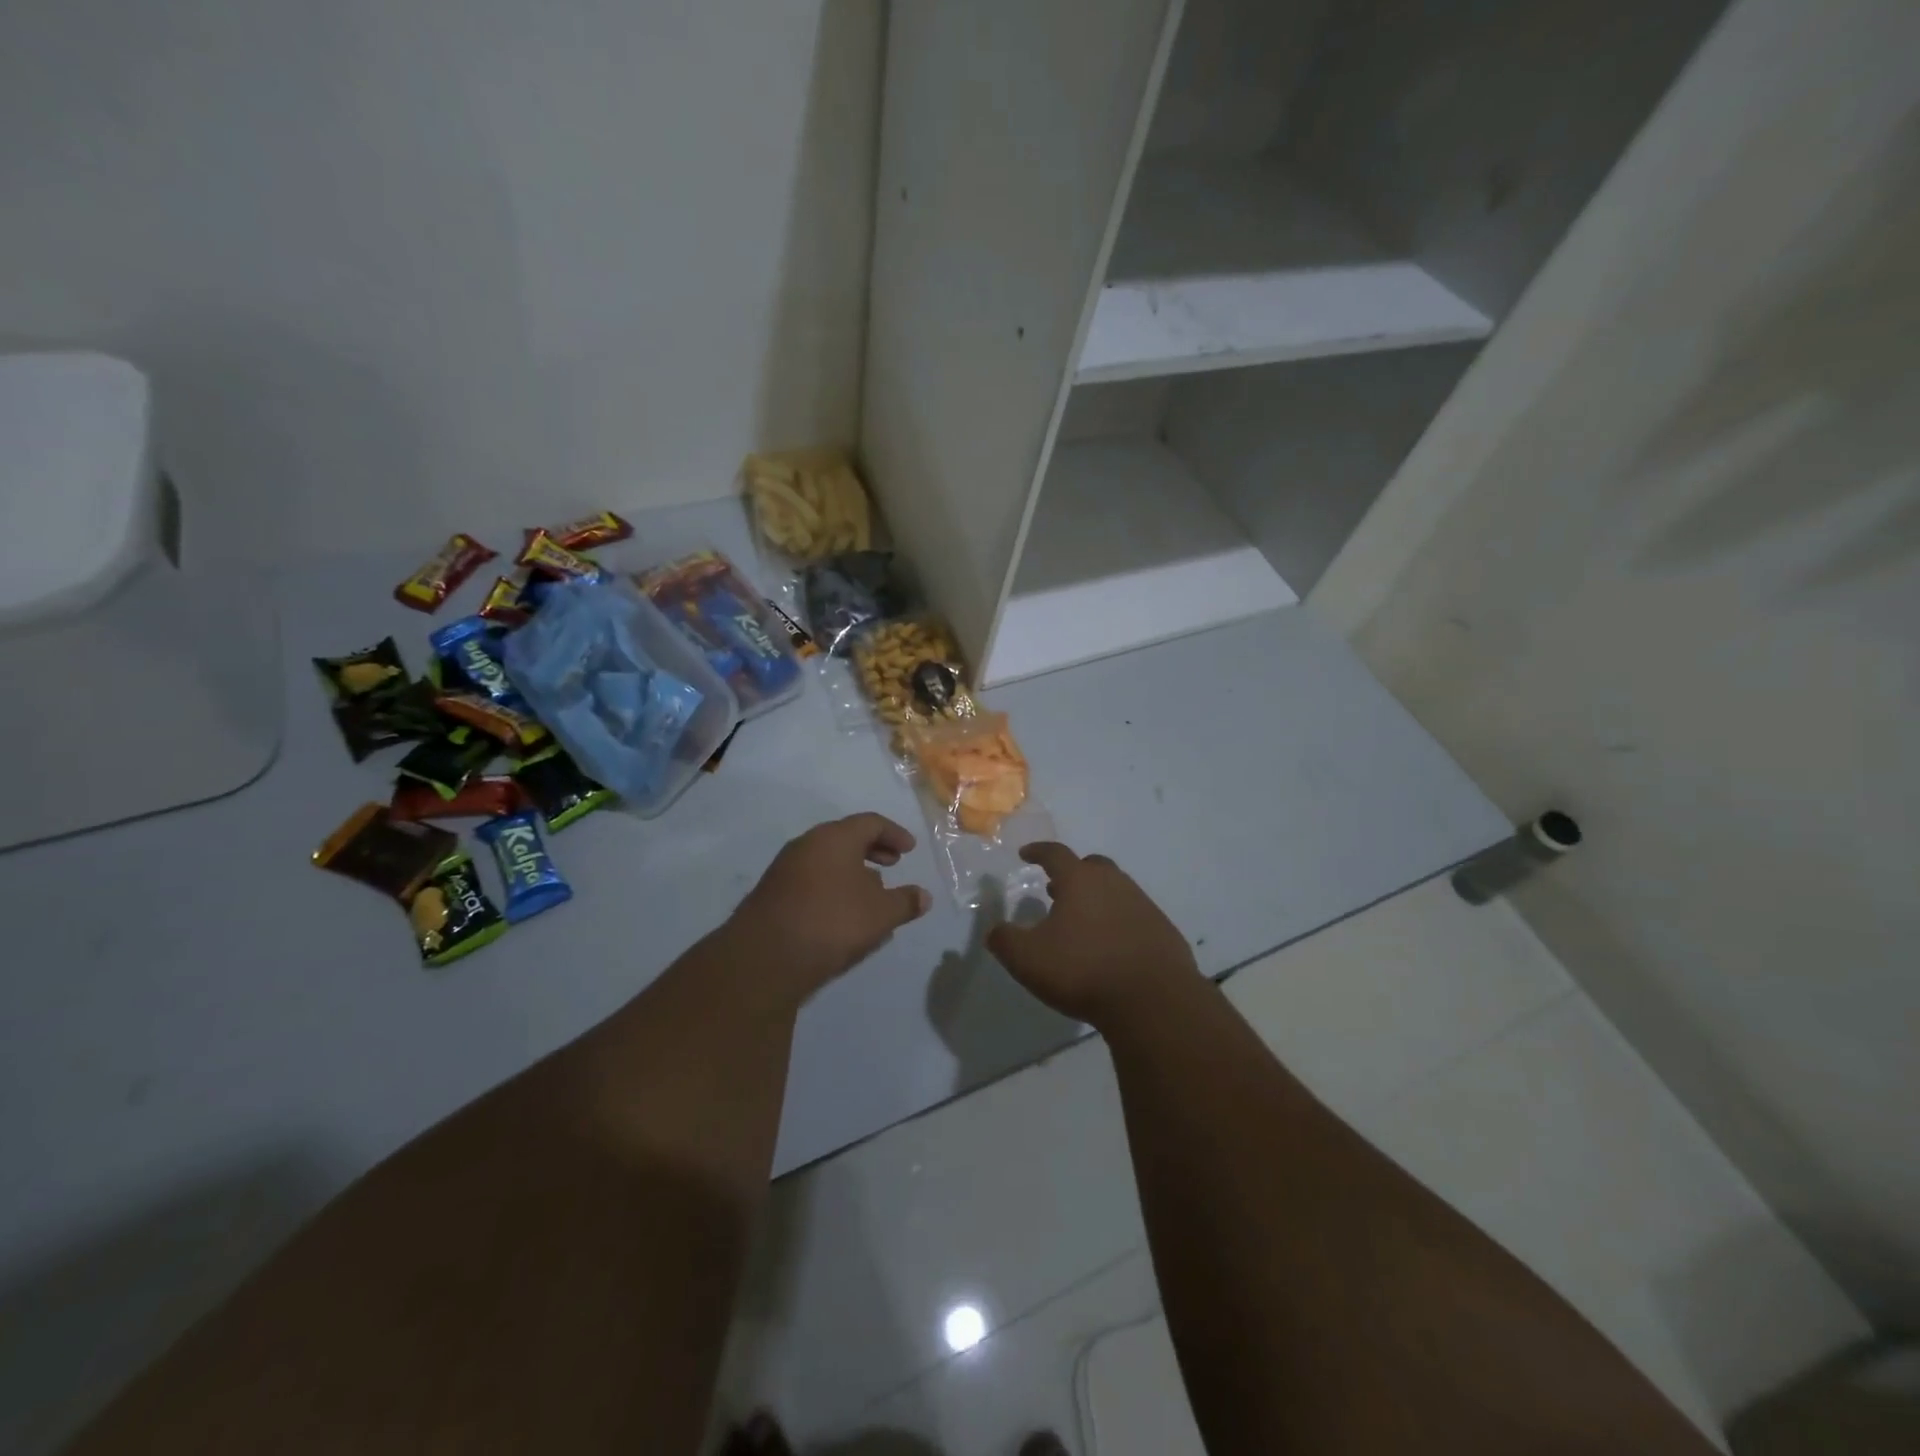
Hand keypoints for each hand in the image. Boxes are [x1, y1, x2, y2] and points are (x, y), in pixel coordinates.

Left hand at [730, 813, 932, 998]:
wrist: (765, 956)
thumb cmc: (832, 922)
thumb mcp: (881, 914)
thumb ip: (905, 902)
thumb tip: (924, 896)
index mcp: (835, 837)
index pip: (870, 823)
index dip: (894, 834)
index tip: (910, 851)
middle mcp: (807, 844)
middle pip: (845, 838)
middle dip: (873, 850)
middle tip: (893, 865)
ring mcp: (785, 869)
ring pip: (827, 860)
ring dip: (852, 871)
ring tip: (872, 894)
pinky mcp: (773, 894)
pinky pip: (812, 880)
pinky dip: (833, 887)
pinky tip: (843, 914)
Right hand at [987, 843, 1197, 1025]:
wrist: (1153, 1000)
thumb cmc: (1083, 970)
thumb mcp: (1028, 960)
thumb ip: (1005, 941)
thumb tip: (995, 931)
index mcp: (1079, 880)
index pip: (1055, 854)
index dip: (1038, 851)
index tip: (1026, 854)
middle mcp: (1113, 883)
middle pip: (1091, 866)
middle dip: (1072, 873)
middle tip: (1056, 889)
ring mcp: (1142, 904)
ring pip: (1115, 889)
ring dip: (1096, 898)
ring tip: (1082, 920)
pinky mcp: (1163, 929)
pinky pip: (1134, 915)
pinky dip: (1118, 921)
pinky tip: (1112, 946)